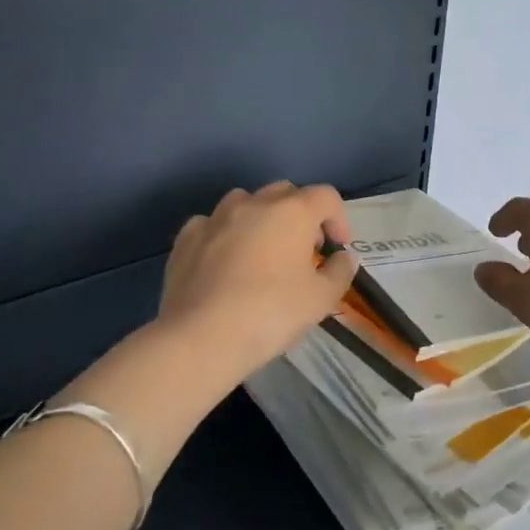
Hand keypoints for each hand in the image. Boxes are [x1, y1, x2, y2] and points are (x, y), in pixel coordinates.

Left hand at [157, 182, 359, 378]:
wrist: (201, 338)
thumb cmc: (270, 313)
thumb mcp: (321, 299)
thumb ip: (339, 272)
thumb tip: (343, 257)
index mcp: (292, 212)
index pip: (326, 196)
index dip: (338, 219)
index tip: (336, 249)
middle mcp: (254, 203)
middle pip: (286, 192)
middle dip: (300, 214)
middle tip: (304, 250)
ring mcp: (216, 217)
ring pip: (245, 201)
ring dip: (260, 218)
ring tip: (262, 251)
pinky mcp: (186, 238)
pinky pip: (212, 224)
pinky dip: (224, 234)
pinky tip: (223, 261)